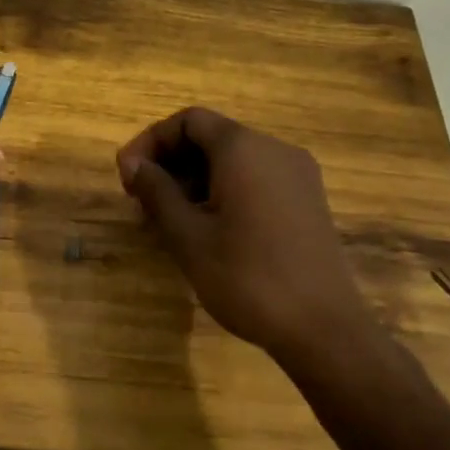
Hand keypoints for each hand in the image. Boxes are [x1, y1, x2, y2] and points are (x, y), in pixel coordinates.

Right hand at [115, 108, 383, 374]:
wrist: (323, 329)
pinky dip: (221, 192)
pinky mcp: (306, 202)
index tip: (127, 176)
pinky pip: (254, 180)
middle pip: (211, 137)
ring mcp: (296, 176)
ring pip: (232, 161)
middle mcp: (275, 150)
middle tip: (140, 201)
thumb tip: (132, 163)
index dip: (151, 141)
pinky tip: (204, 229)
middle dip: (170, 162)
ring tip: (165, 220)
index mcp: (244, 149)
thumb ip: (156, 191)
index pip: (189, 121)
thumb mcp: (187, 236)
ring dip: (193, 180)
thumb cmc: (246, 277)